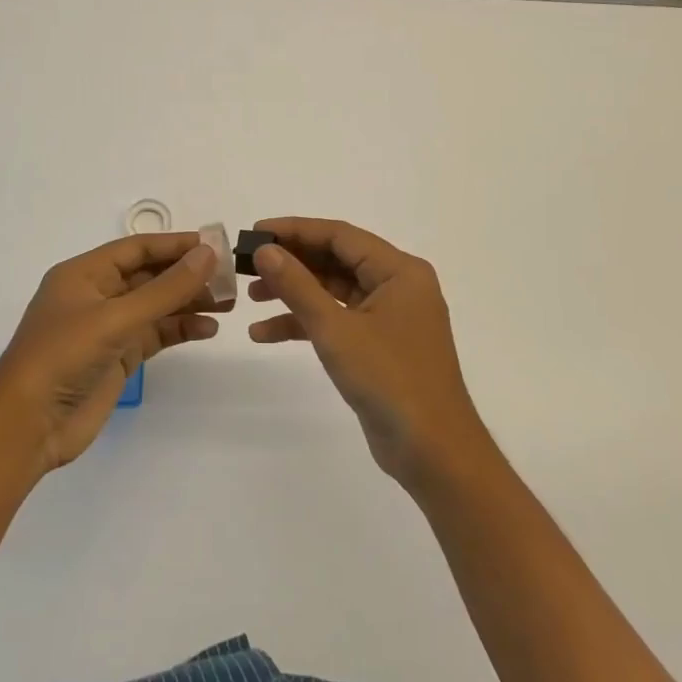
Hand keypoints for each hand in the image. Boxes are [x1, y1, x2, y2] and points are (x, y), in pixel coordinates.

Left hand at [0, 233, 228, 471]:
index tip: (216, 244)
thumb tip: (208, 254)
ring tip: (228, 303)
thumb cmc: (63, 357)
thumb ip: (165, 289)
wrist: (27, 426)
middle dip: (188, 274)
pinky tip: (207, 329)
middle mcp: (96, 295)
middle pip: (150, 275)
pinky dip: (179, 329)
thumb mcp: (115, 318)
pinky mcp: (117, 357)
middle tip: (230, 277)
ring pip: (156, 305)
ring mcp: (107, 328)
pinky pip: (155, 335)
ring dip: (189, 302)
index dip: (176, 244)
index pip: (137, 248)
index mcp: (84, 274)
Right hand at [247, 217, 491, 490]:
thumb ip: (298, 286)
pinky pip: (338, 320)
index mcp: (399, 271)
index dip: (295, 230)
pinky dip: (306, 324)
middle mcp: (397, 285)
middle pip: (336, 260)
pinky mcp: (380, 345)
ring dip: (294, 294)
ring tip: (251, 297)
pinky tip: (266, 334)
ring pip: (334, 291)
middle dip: (292, 262)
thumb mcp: (336, 330)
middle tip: (248, 265)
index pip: (340, 235)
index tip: (256, 233)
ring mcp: (390, 316)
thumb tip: (266, 251)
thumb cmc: (390, 380)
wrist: (433, 452)